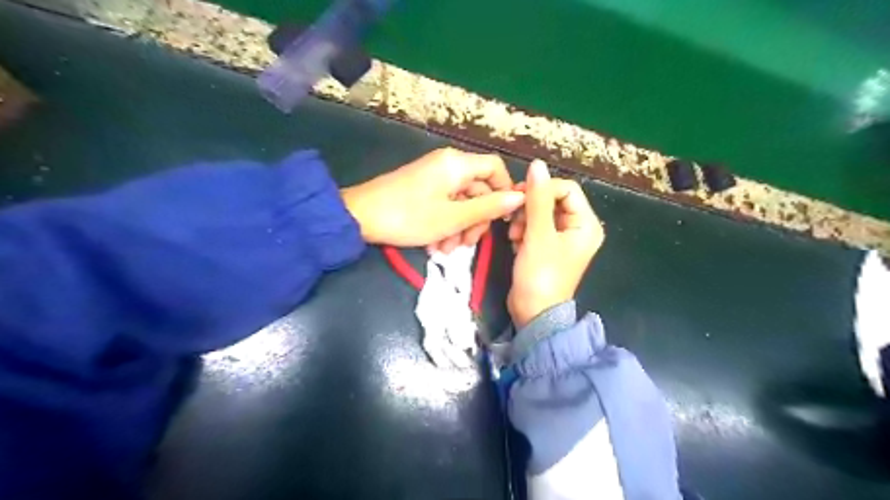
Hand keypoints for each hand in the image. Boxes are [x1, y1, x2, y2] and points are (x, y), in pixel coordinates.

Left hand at [340, 149, 523, 248]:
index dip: (504, 192)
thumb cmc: (409, 216)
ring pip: (461, 202)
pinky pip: (444, 205)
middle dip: (476, 219)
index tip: (502, 219)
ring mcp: (433, 178)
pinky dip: (445, 225)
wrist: (359, 217)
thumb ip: (488, 208)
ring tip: (446, 250)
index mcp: (457, 164)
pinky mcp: (421, 190)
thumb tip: (520, 197)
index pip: (495, 168)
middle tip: (467, 245)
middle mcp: (447, 165)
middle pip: (478, 189)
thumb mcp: (453, 217)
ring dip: (459, 227)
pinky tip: (435, 246)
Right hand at [508, 160, 604, 328]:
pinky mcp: (548, 247)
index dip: (542, 189)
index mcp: (586, 224)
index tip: (518, 198)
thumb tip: (537, 165)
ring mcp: (563, 239)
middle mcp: (578, 228)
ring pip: (541, 212)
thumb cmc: (540, 275)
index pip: (566, 189)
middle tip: (513, 219)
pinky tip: (515, 242)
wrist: (533, 313)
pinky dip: (523, 230)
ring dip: (524, 219)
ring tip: (514, 236)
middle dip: (530, 207)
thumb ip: (537, 199)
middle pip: (553, 200)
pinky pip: (536, 226)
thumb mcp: (538, 235)